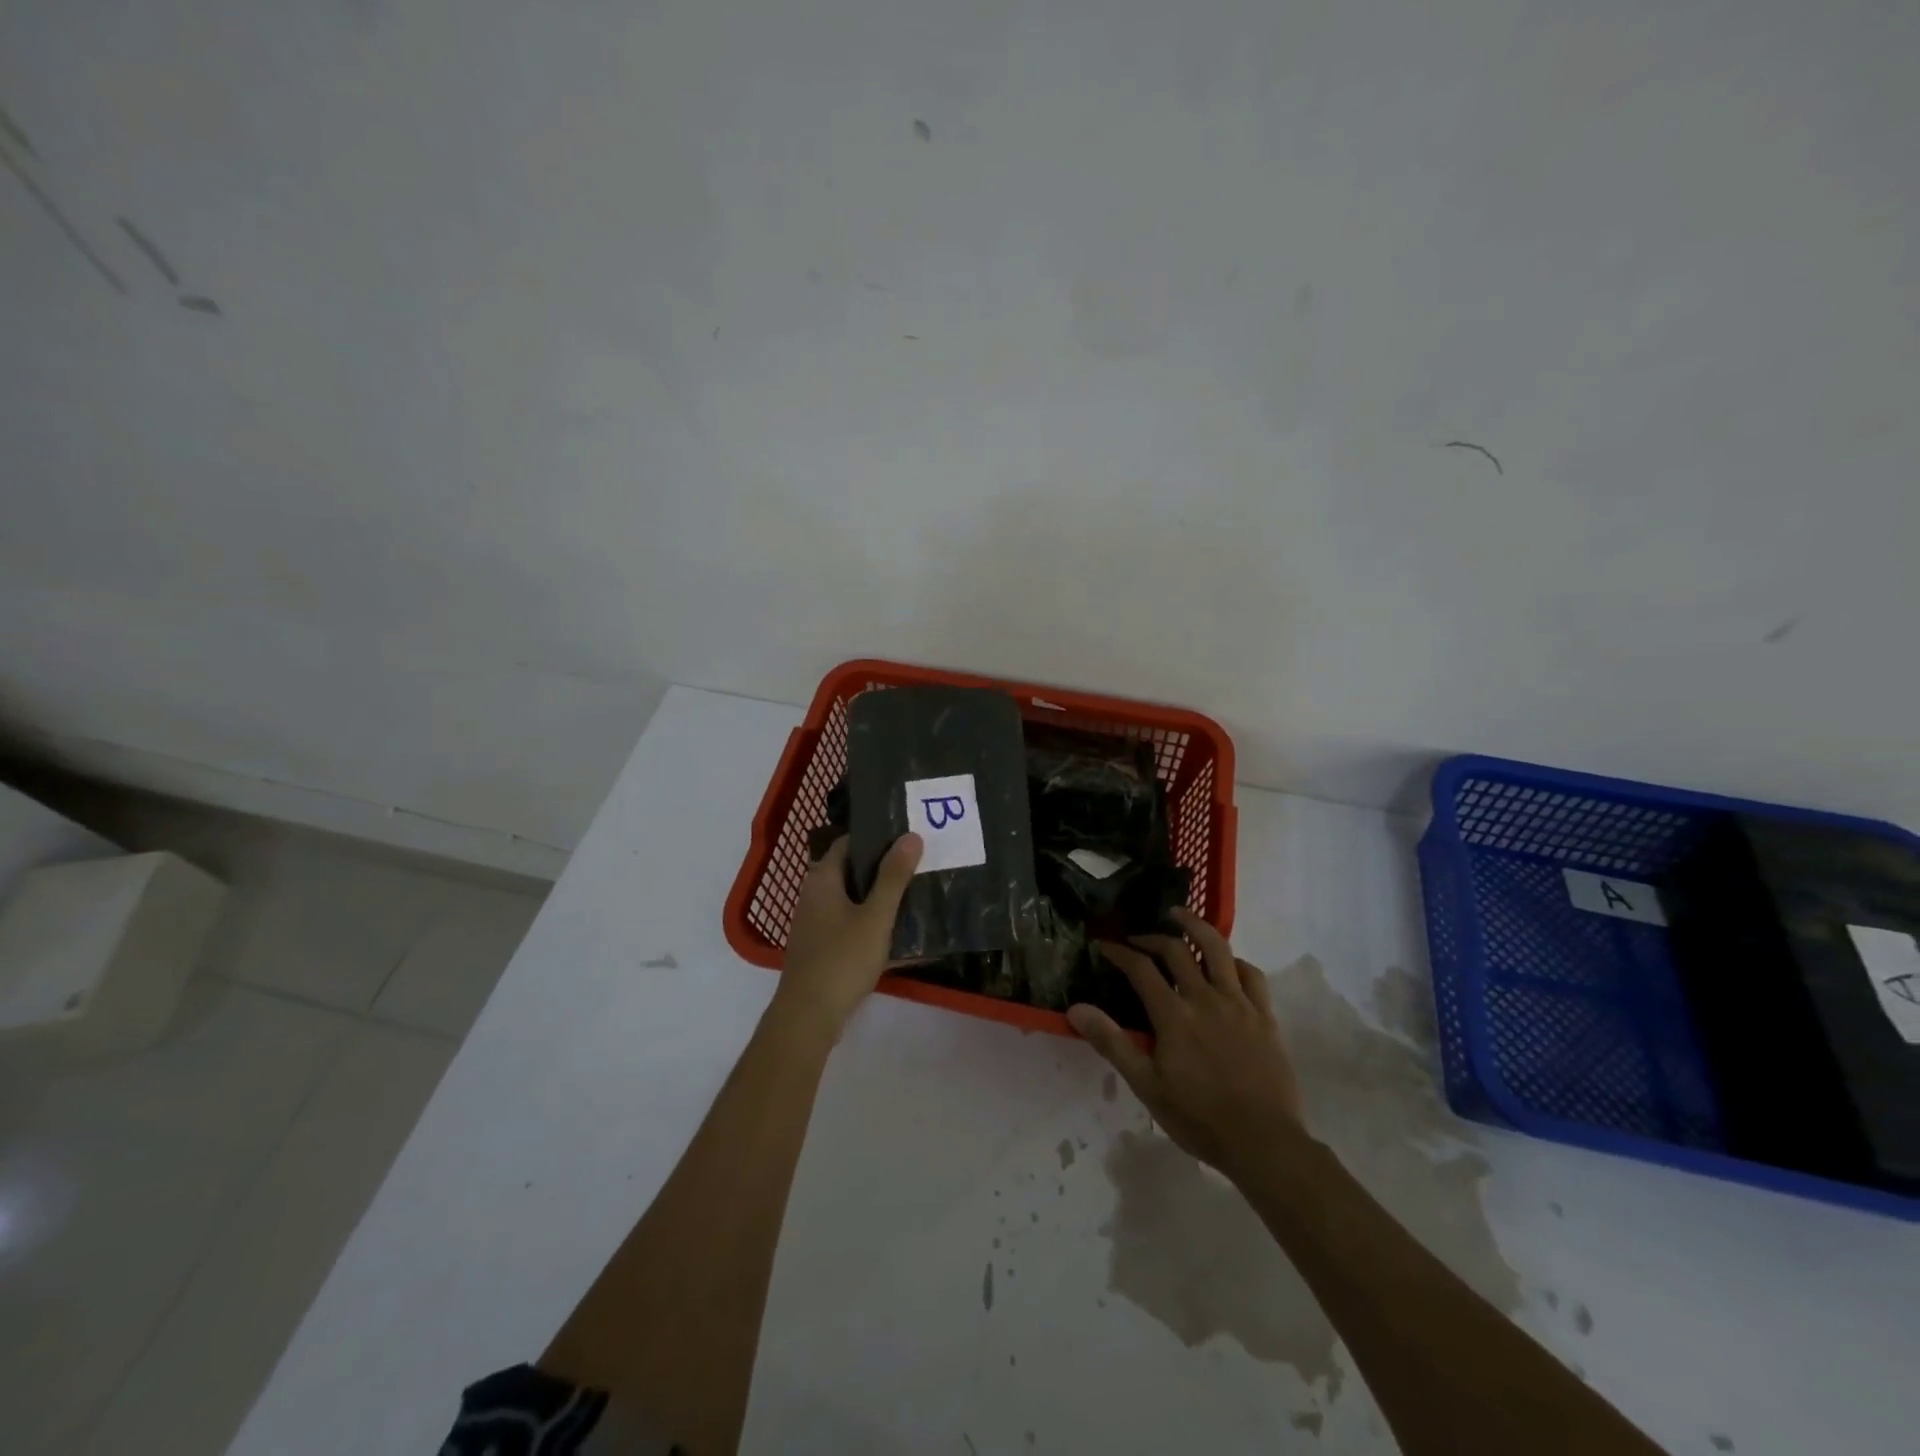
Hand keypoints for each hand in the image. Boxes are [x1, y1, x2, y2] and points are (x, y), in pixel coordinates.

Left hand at [773, 834, 922, 1041]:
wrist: (808, 1016)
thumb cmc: (842, 959)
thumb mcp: (876, 917)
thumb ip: (893, 877)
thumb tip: (911, 836)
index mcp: (822, 879)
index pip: (847, 843)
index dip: (875, 836)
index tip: (905, 836)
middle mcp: (813, 895)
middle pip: (850, 870)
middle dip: (882, 866)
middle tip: (917, 863)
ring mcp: (814, 923)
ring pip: (851, 898)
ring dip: (878, 895)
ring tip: (914, 892)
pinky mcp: (820, 946)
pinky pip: (848, 922)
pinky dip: (869, 920)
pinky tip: (896, 930)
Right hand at [1066, 907, 1305, 1181]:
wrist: (1264, 1143)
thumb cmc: (1199, 1118)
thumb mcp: (1147, 1085)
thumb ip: (1112, 1042)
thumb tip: (1076, 1008)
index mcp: (1174, 1015)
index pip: (1141, 969)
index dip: (1120, 952)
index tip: (1105, 945)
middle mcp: (1206, 998)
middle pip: (1176, 950)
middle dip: (1152, 937)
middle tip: (1138, 938)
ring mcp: (1239, 1004)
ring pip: (1218, 949)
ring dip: (1196, 927)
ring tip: (1180, 916)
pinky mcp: (1265, 1016)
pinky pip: (1252, 975)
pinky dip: (1235, 961)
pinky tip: (1227, 963)